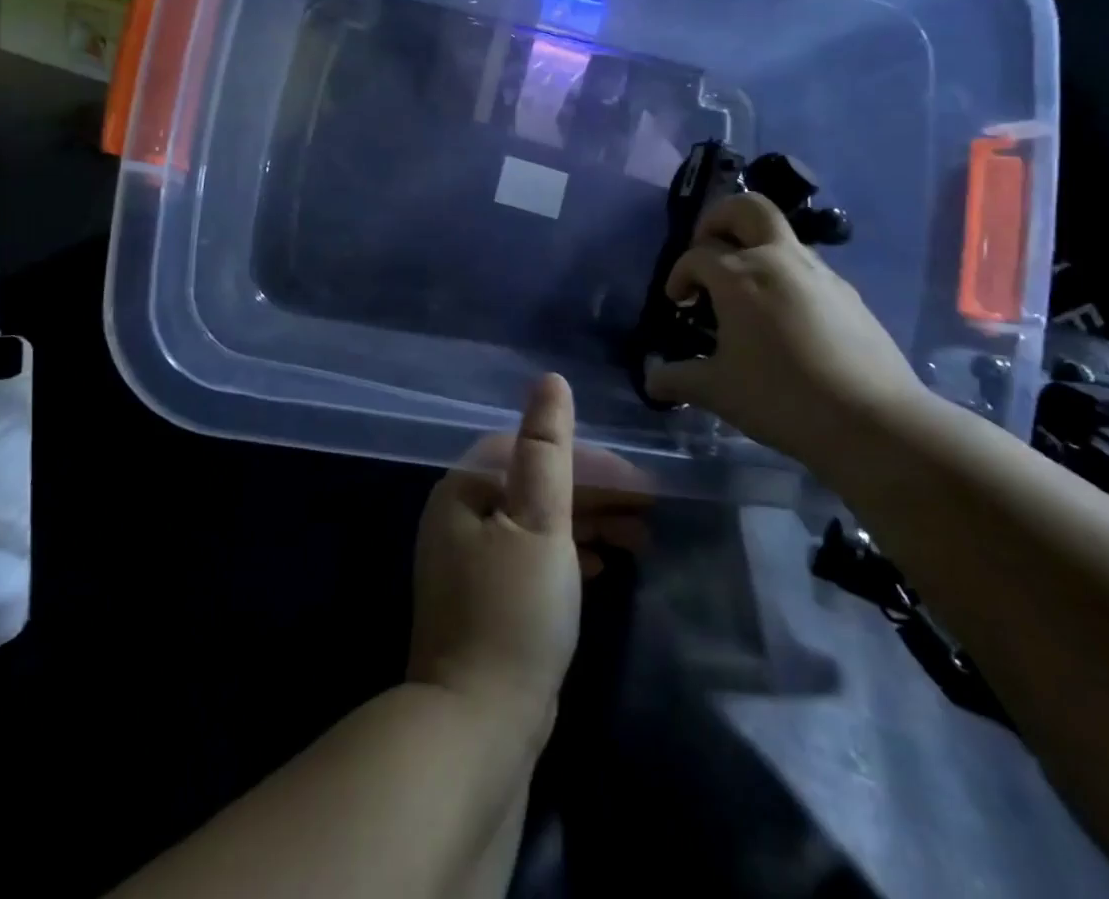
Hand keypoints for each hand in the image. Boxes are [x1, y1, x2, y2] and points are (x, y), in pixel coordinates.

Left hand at [408, 375, 649, 735]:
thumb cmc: (513, 611)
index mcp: (464, 491)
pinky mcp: (487, 603)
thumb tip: (550, 380)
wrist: (478, 728)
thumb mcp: (539, 521)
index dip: (587, 460)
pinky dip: (569, 555)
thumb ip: (547, 447)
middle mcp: (460, 519)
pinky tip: (601, 566)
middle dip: (594, 494)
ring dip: (588, 524)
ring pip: (538, 525)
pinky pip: (534, 559)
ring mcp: (471, 564)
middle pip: (535, 487)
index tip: (636, 482)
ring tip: (639, 539)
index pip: (530, 451)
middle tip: (648, 510)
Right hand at [643, 192, 926, 458]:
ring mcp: (819, 272)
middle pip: (746, 208)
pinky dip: (783, 275)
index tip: (677, 303)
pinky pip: (805, 267)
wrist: (872, 421)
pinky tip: (782, 319)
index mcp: (740, 274)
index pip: (696, 255)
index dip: (679, 275)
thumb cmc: (780, 398)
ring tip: (743, 294)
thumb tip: (651, 379)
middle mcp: (778, 259)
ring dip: (754, 248)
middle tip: (707, 251)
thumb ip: (677, 378)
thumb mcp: (717, 391)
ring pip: (779, 236)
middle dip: (718, 219)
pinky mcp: (847, 293)